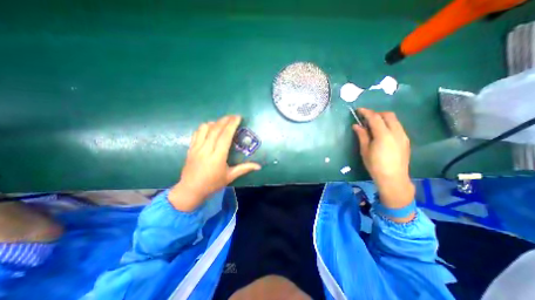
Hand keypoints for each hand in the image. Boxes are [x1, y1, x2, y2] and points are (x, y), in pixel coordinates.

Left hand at [168, 114, 260, 210]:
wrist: (190, 190)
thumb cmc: (212, 184)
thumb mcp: (230, 177)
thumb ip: (244, 169)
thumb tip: (259, 166)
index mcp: (217, 157)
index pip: (225, 136)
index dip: (232, 125)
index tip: (238, 117)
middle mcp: (206, 149)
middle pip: (215, 129)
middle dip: (225, 120)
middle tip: (233, 116)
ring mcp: (196, 148)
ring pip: (205, 129)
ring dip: (215, 122)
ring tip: (222, 122)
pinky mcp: (190, 148)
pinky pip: (197, 133)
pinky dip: (204, 127)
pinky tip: (210, 128)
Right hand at [354, 110, 414, 220]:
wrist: (393, 178)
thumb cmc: (375, 165)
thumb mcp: (365, 150)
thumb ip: (362, 135)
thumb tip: (356, 125)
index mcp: (383, 135)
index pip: (375, 118)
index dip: (366, 112)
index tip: (359, 110)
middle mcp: (396, 132)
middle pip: (388, 115)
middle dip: (376, 113)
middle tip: (366, 118)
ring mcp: (403, 136)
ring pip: (394, 120)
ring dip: (383, 118)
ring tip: (373, 125)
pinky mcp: (406, 140)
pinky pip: (397, 126)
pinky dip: (388, 124)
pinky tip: (382, 132)